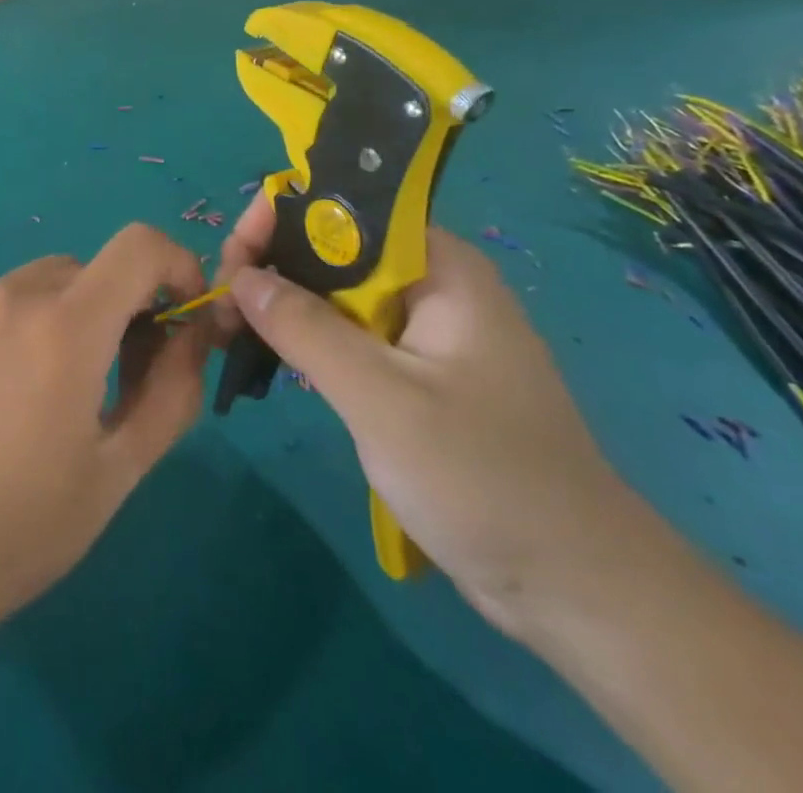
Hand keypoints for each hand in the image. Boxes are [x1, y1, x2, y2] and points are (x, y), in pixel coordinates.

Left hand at [0, 224, 212, 640]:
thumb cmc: (22, 528)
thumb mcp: (119, 470)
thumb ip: (171, 389)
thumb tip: (190, 332)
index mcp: (65, 328)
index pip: (138, 245)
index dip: (174, 264)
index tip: (175, 315)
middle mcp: (10, 295)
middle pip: (89, 271)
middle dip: (118, 308)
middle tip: (113, 377)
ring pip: (39, 285)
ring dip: (63, 317)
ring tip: (44, 393)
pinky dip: (13, 327)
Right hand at [217, 197, 642, 637]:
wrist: (579, 590)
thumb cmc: (484, 480)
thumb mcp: (382, 399)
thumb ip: (306, 328)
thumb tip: (241, 275)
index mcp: (441, 267)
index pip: (345, 212)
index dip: (281, 221)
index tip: (233, 261)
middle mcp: (433, 284)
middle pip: (335, 249)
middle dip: (273, 267)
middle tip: (222, 309)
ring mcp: (427, 330)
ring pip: (338, 294)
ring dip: (284, 306)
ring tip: (232, 332)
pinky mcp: (419, 373)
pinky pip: (351, 334)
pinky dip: (309, 340)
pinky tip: (274, 358)